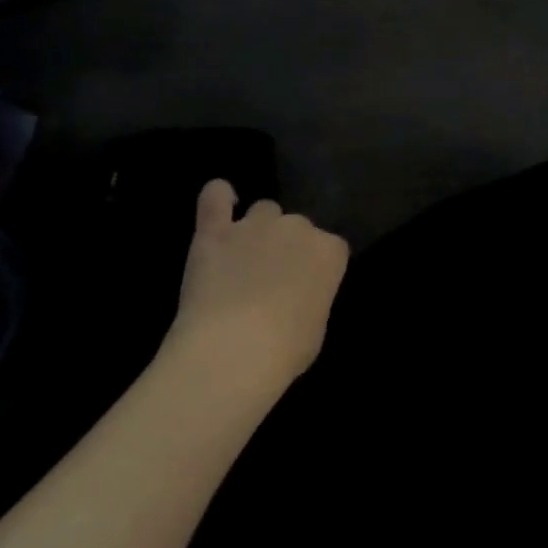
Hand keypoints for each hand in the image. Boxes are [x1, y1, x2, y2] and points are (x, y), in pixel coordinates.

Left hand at [160, 180, 349, 403]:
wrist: (232, 350)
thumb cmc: (285, 350)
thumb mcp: (316, 327)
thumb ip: (311, 296)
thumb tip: (297, 294)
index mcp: (329, 252)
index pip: (332, 247)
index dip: (318, 266)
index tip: (308, 287)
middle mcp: (296, 228)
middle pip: (297, 225)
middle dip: (288, 246)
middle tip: (273, 279)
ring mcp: (254, 225)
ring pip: (263, 210)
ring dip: (258, 229)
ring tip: (244, 260)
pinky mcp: (215, 231)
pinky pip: (216, 196)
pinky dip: (218, 197)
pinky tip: (220, 205)